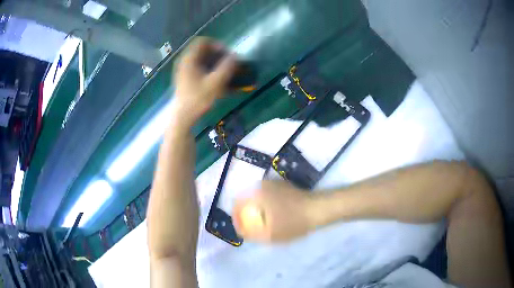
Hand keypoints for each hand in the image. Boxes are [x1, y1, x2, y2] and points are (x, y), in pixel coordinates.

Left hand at [173, 37, 235, 125]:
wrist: (183, 117)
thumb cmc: (198, 99)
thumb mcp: (216, 82)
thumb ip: (227, 67)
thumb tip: (235, 56)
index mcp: (189, 59)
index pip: (203, 41)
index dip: (217, 45)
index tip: (227, 55)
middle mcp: (185, 62)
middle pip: (202, 50)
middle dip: (218, 55)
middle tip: (228, 63)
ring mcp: (183, 71)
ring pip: (201, 60)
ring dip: (214, 63)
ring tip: (225, 72)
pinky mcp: (185, 79)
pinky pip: (198, 69)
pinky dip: (209, 71)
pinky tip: (217, 81)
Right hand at [233, 180, 312, 241]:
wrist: (317, 209)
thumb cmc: (292, 222)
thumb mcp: (270, 235)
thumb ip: (252, 234)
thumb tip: (242, 232)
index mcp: (256, 194)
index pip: (237, 203)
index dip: (237, 217)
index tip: (242, 228)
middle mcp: (262, 185)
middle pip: (246, 199)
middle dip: (246, 212)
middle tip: (252, 226)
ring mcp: (273, 183)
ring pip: (257, 197)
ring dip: (256, 208)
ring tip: (262, 222)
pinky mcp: (283, 185)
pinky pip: (267, 195)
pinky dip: (266, 204)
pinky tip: (274, 214)